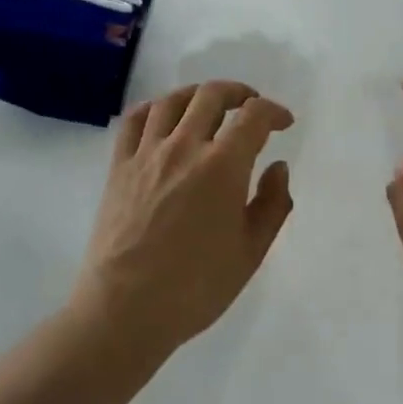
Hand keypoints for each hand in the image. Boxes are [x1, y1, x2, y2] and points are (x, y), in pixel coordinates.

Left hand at [74, 80, 294, 359]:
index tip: (284, 123)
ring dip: (197, 95)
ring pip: (172, 101)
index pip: (254, 117)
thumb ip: (272, 204)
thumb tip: (277, 167)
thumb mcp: (251, 252)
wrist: (125, 310)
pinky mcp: (119, 167)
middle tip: (250, 106)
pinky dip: (154, 108)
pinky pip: (134, 121)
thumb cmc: (195, 287)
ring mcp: (146, 154)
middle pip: (212, 95)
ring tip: (209, 106)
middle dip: (239, 93)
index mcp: (222, 167)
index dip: (274, 111)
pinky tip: (163, 118)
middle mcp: (184, 147)